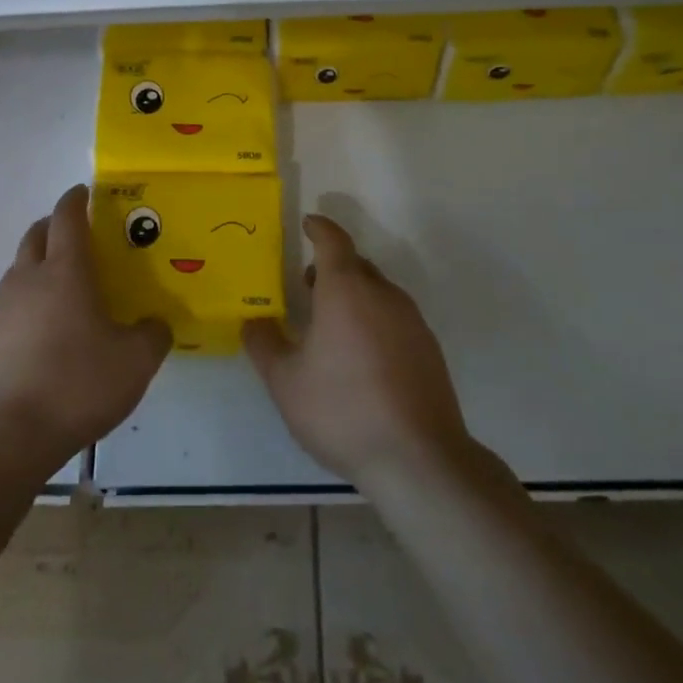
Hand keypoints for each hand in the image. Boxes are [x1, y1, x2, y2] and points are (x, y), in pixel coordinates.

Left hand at [0, 184, 169, 464]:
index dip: (76, 199)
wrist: (6, 434)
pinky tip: (52, 327)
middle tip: (81, 233)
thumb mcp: (135, 361)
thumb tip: (156, 323)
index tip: (86, 191)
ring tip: (69, 282)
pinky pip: (14, 302)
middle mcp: (30, 279)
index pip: (67, 217)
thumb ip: (153, 334)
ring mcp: (5, 309)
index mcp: (65, 271)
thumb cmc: (76, 383)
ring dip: (41, 260)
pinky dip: (32, 297)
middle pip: (37, 234)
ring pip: (21, 267)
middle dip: (56, 225)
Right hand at [244, 213, 470, 489]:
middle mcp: (383, 294)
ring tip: (331, 324)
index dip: (319, 228)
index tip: (307, 223)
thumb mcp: (285, 381)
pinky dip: (374, 319)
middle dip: (331, 267)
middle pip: (356, 265)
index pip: (333, 241)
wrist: (418, 459)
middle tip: (307, 286)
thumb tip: (253, 320)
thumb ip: (264, 343)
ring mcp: (412, 321)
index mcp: (346, 290)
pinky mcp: (429, 349)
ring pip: (378, 291)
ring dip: (353, 294)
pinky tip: (362, 356)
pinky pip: (395, 317)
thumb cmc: (342, 410)